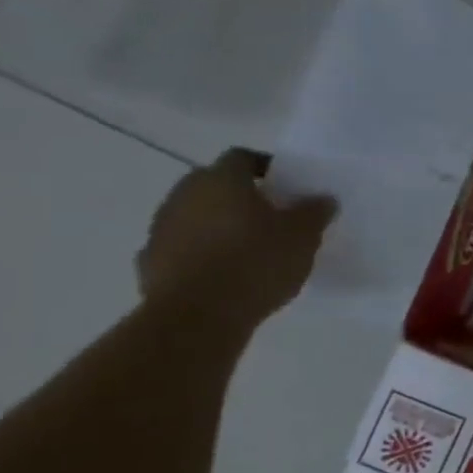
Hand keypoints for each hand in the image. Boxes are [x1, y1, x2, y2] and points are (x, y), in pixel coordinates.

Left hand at [137, 149, 335, 328]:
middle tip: (272, 215)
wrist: (198, 315)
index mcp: (222, 180)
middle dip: (241, 196)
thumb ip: (314, 212)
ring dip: (219, 224)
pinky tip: (224, 272)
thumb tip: (322, 198)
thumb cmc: (256, 262)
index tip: (288, 185)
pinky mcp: (151, 260)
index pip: (243, 157)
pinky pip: (182, 247)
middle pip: (215, 184)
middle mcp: (185, 194)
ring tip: (250, 247)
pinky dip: (201, 253)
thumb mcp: (303, 236)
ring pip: (196, 215)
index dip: (266, 167)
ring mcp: (161, 227)